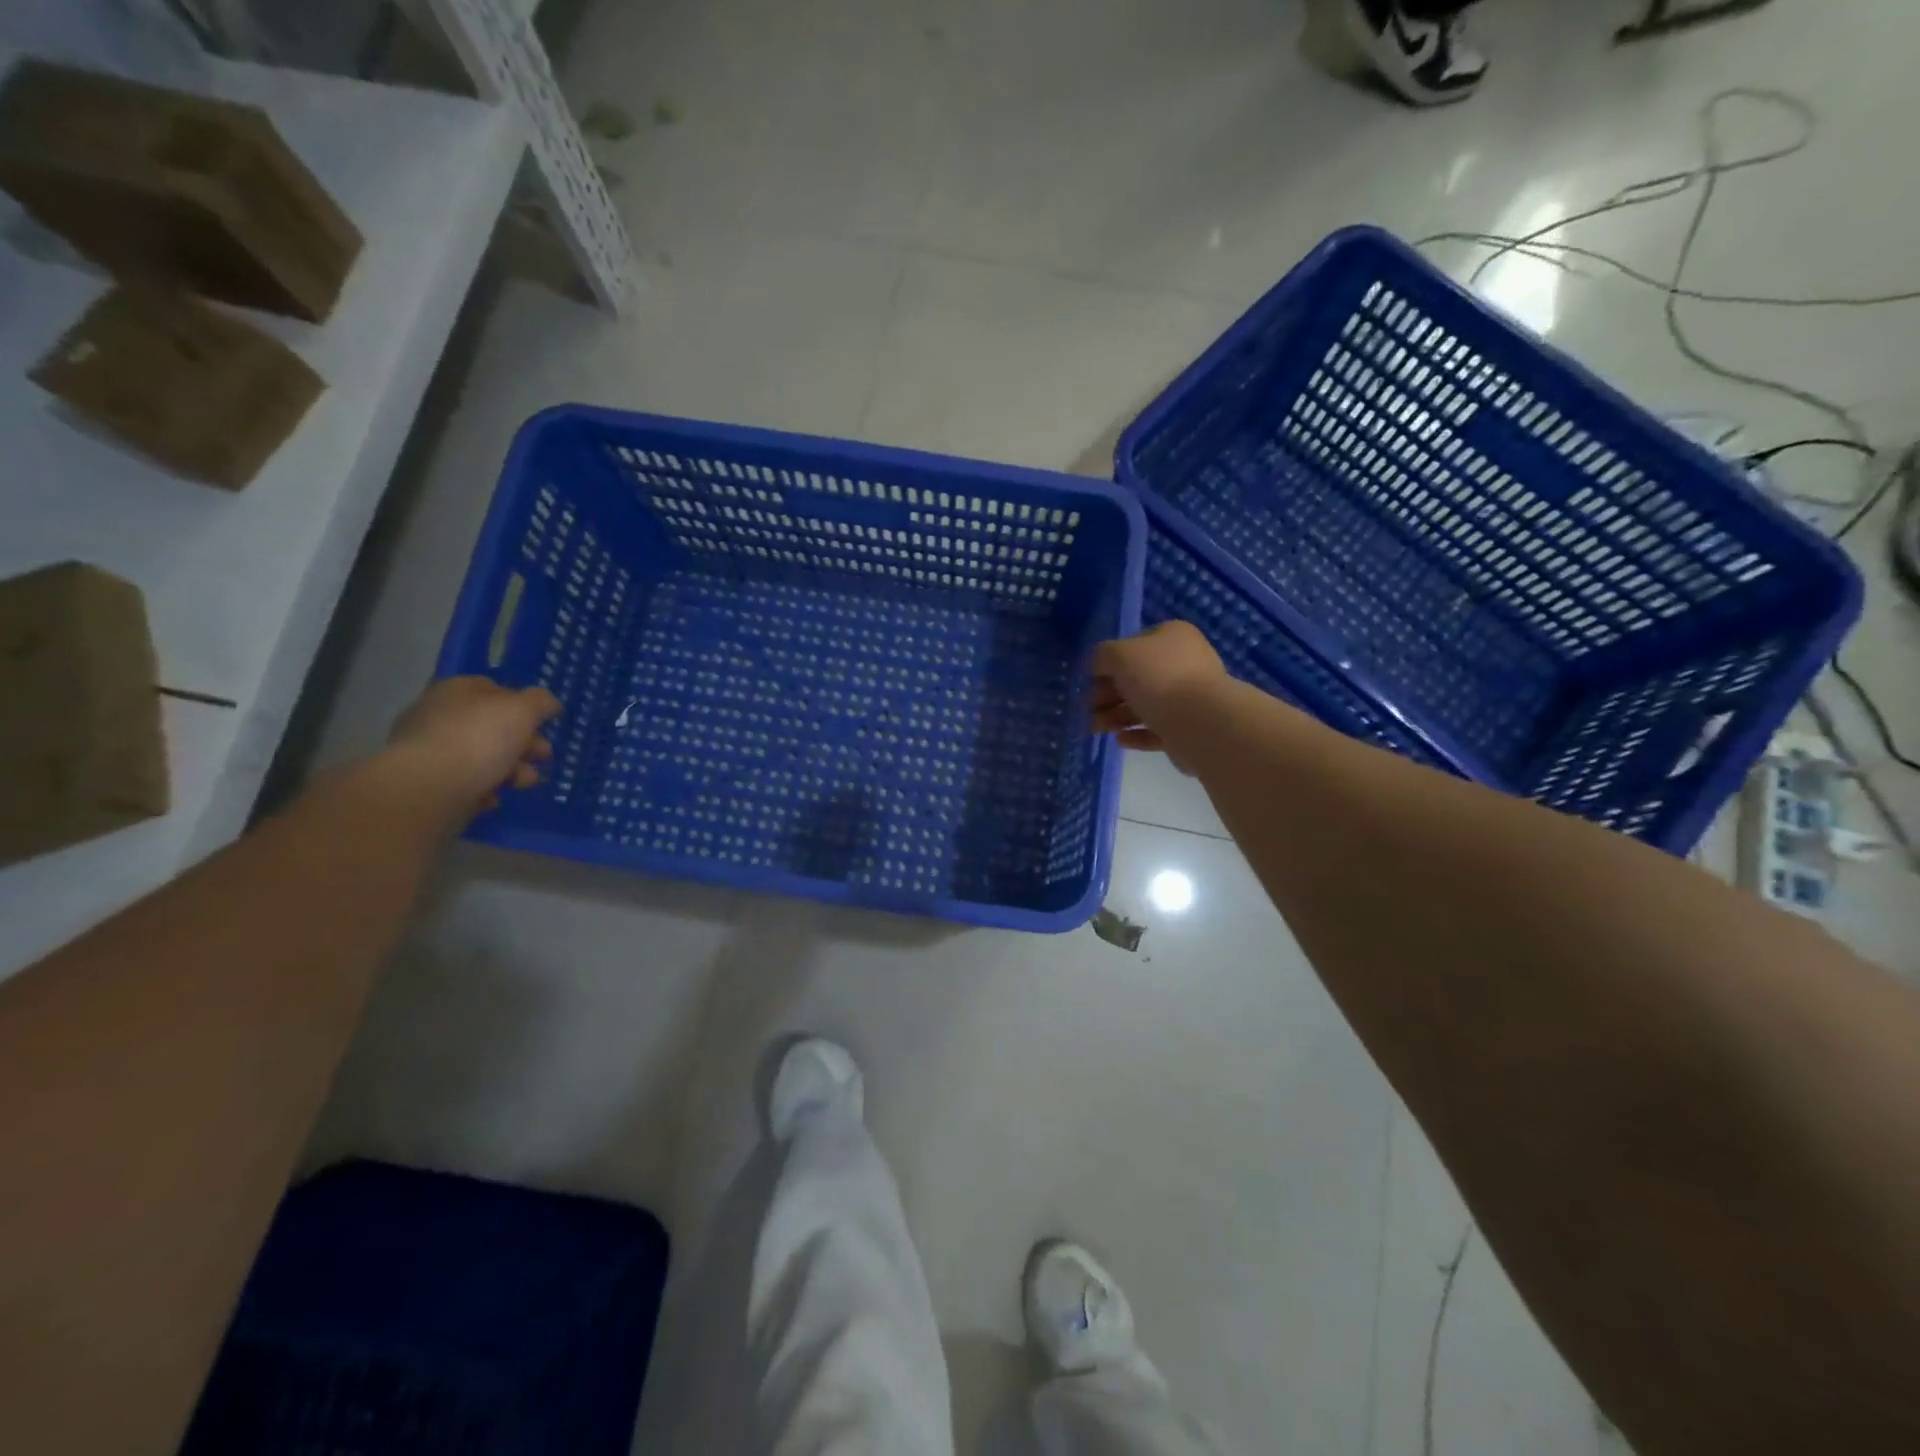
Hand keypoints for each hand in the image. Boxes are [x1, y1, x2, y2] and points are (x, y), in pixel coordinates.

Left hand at [385, 678, 560, 814]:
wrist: (428, 788)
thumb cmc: (479, 739)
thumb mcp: (523, 710)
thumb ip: (541, 702)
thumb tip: (548, 704)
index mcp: (457, 690)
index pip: (496, 689)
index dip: (524, 706)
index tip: (543, 726)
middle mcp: (439, 714)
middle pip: (493, 726)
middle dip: (524, 743)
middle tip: (541, 757)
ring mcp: (429, 749)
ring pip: (483, 756)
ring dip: (511, 769)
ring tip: (522, 783)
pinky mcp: (427, 781)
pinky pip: (466, 781)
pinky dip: (484, 788)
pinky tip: (492, 797)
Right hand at [1089, 621, 1227, 751]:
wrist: (1201, 722)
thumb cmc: (1158, 678)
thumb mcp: (1119, 654)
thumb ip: (1102, 656)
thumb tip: (1098, 665)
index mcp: (1173, 637)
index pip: (1134, 644)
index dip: (1109, 661)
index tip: (1089, 679)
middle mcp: (1184, 663)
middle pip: (1137, 678)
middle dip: (1108, 694)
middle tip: (1087, 708)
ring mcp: (1189, 698)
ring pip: (1145, 705)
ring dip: (1116, 716)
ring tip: (1095, 728)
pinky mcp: (1189, 729)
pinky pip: (1157, 730)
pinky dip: (1137, 735)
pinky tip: (1119, 740)